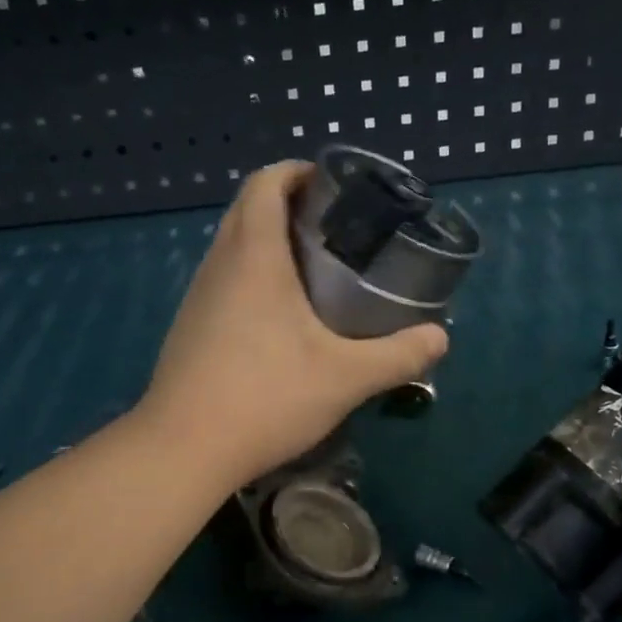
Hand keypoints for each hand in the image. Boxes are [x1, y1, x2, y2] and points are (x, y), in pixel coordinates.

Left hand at [140, 161, 448, 491]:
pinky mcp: (189, 328)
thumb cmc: (265, 398)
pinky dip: (253, 277)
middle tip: (338, 230)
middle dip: (290, 204)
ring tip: (317, 270)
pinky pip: (224, 281)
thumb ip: (398, 355)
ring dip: (269, 242)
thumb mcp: (346, 378)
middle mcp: (219, 264)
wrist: (182, 450)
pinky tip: (282, 319)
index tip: (336, 187)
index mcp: (253, 256)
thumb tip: (439, 338)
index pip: (266, 183)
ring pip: (233, 246)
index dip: (299, 171)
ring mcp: (197, 297)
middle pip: (248, 208)